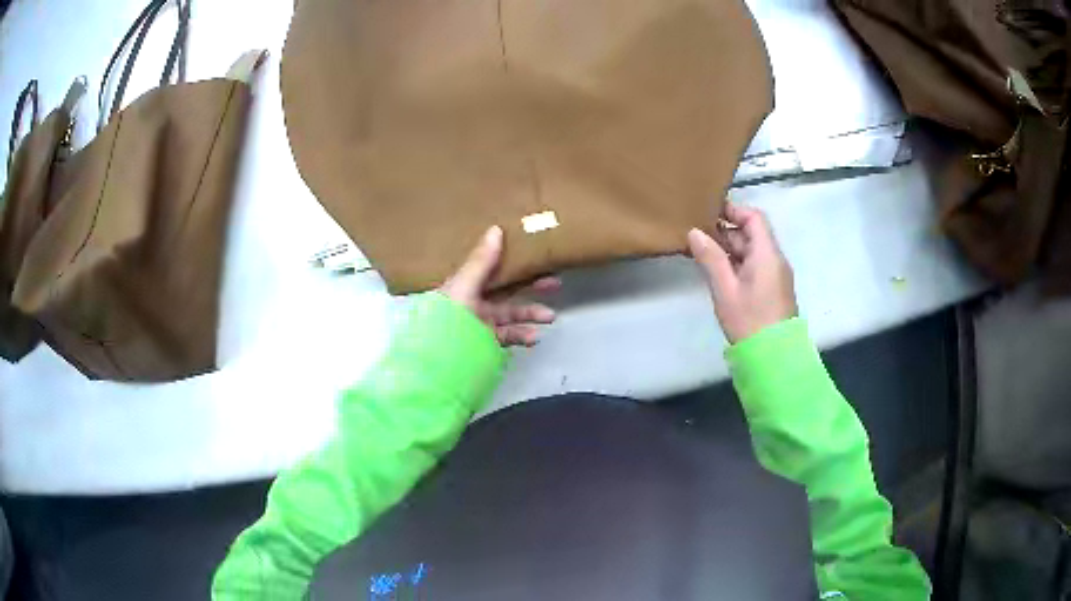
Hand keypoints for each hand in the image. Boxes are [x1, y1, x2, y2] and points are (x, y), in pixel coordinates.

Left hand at [440, 226, 559, 346]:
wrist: (437, 358)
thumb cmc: (446, 317)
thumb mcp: (463, 286)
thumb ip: (480, 262)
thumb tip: (496, 229)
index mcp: (464, 284)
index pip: (491, 267)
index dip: (512, 260)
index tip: (534, 254)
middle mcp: (473, 302)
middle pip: (507, 290)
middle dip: (530, 286)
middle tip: (555, 282)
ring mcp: (480, 324)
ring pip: (511, 315)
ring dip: (531, 314)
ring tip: (550, 316)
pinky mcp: (486, 343)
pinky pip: (508, 337)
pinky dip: (523, 336)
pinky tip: (535, 337)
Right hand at [687, 203, 796, 343]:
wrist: (773, 358)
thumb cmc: (749, 321)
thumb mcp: (725, 289)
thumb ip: (710, 258)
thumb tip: (694, 232)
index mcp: (767, 254)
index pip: (754, 217)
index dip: (733, 210)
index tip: (709, 212)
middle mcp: (775, 260)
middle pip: (752, 234)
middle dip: (726, 231)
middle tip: (698, 235)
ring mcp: (775, 276)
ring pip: (752, 252)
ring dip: (730, 249)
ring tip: (702, 253)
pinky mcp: (773, 291)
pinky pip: (755, 267)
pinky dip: (737, 264)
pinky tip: (718, 273)